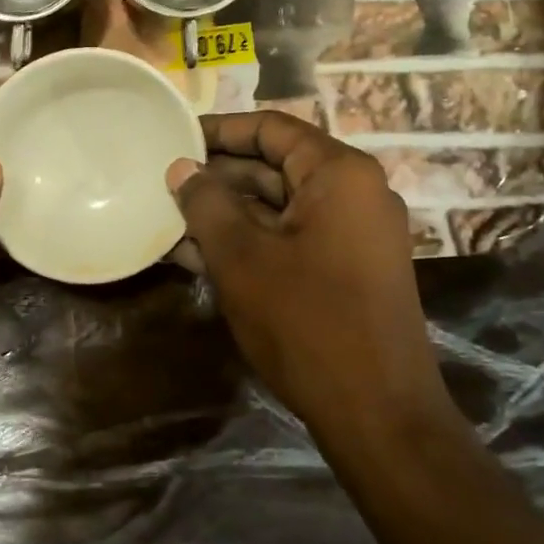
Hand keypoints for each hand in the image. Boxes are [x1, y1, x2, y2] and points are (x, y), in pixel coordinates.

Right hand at [167, 111, 444, 444]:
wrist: (379, 415)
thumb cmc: (306, 322)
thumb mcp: (242, 257)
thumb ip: (206, 203)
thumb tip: (181, 168)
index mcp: (339, 173)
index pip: (272, 128)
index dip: (220, 130)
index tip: (176, 138)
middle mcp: (354, 192)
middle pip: (276, 166)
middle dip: (218, 177)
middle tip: (164, 185)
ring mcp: (354, 234)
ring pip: (279, 207)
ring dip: (227, 214)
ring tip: (169, 221)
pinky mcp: (348, 269)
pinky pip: (292, 238)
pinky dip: (250, 242)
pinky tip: (198, 255)